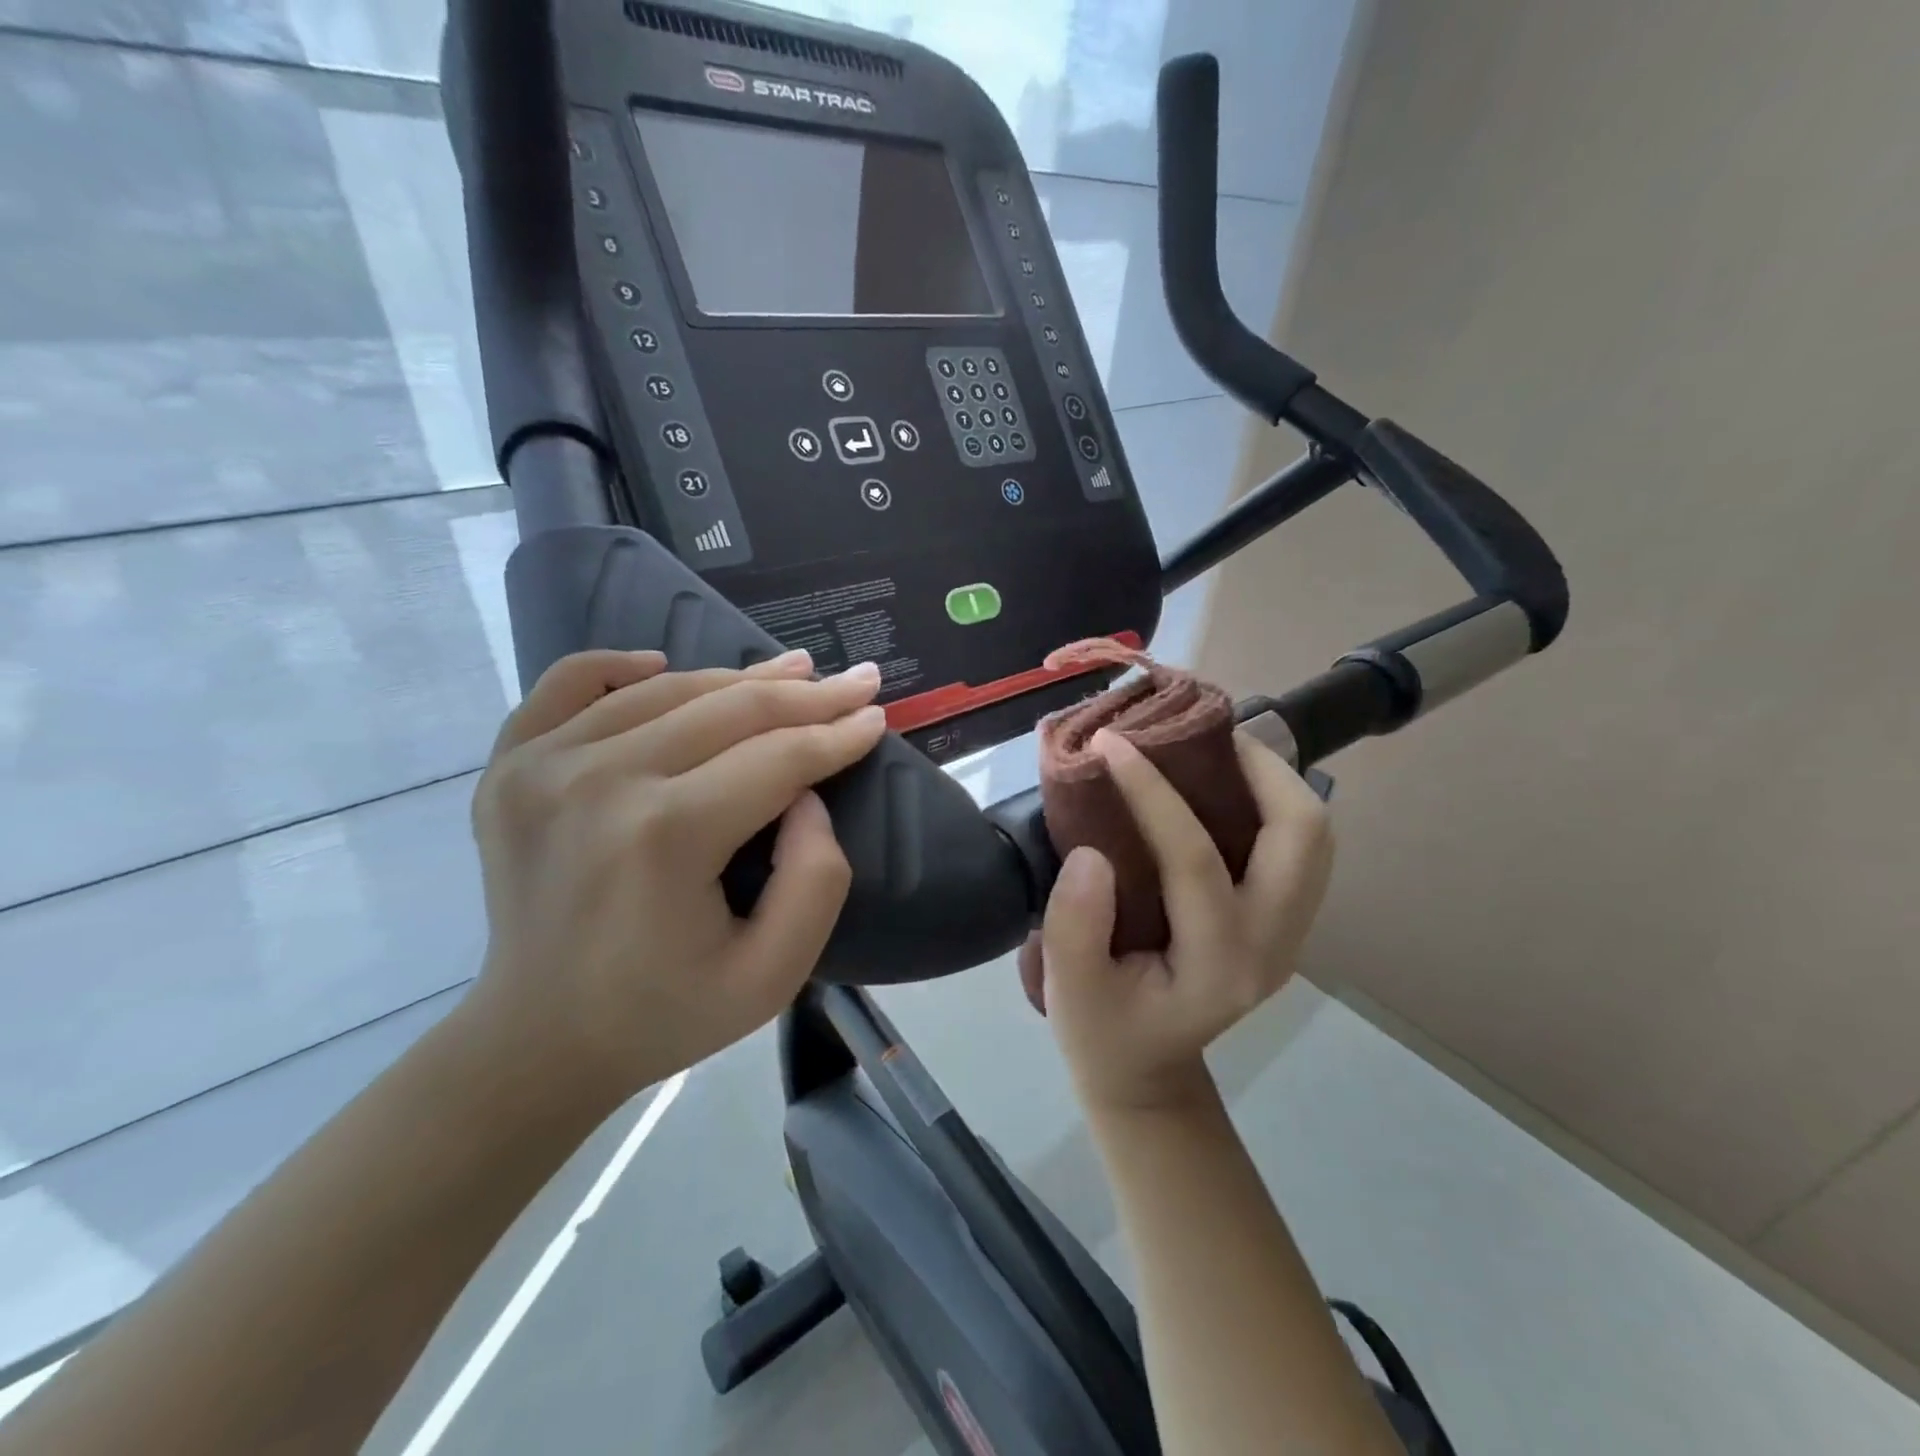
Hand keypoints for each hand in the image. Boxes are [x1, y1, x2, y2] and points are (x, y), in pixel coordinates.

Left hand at [465, 647, 886, 1105]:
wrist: (538, 1041)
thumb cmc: (666, 1013)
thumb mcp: (773, 975)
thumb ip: (816, 879)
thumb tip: (807, 794)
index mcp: (666, 836)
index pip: (778, 758)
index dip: (837, 734)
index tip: (876, 715)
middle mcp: (601, 781)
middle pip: (729, 710)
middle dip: (807, 694)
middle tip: (857, 680)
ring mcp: (543, 765)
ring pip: (666, 690)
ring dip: (738, 676)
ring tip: (791, 668)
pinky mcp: (511, 766)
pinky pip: (567, 683)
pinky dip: (617, 665)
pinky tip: (659, 663)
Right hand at [1019, 730, 1333, 1114]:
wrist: (1146, 1073)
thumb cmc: (1104, 1033)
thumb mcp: (1070, 991)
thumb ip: (1074, 926)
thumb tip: (1092, 850)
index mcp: (1219, 964)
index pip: (1196, 859)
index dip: (1153, 792)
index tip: (1113, 744)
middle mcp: (1272, 944)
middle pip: (1303, 835)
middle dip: (1259, 769)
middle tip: (1197, 736)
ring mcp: (1287, 933)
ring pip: (1314, 836)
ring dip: (1273, 781)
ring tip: (1214, 751)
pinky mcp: (1281, 921)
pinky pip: (1297, 846)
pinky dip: (1270, 803)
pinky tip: (1222, 788)